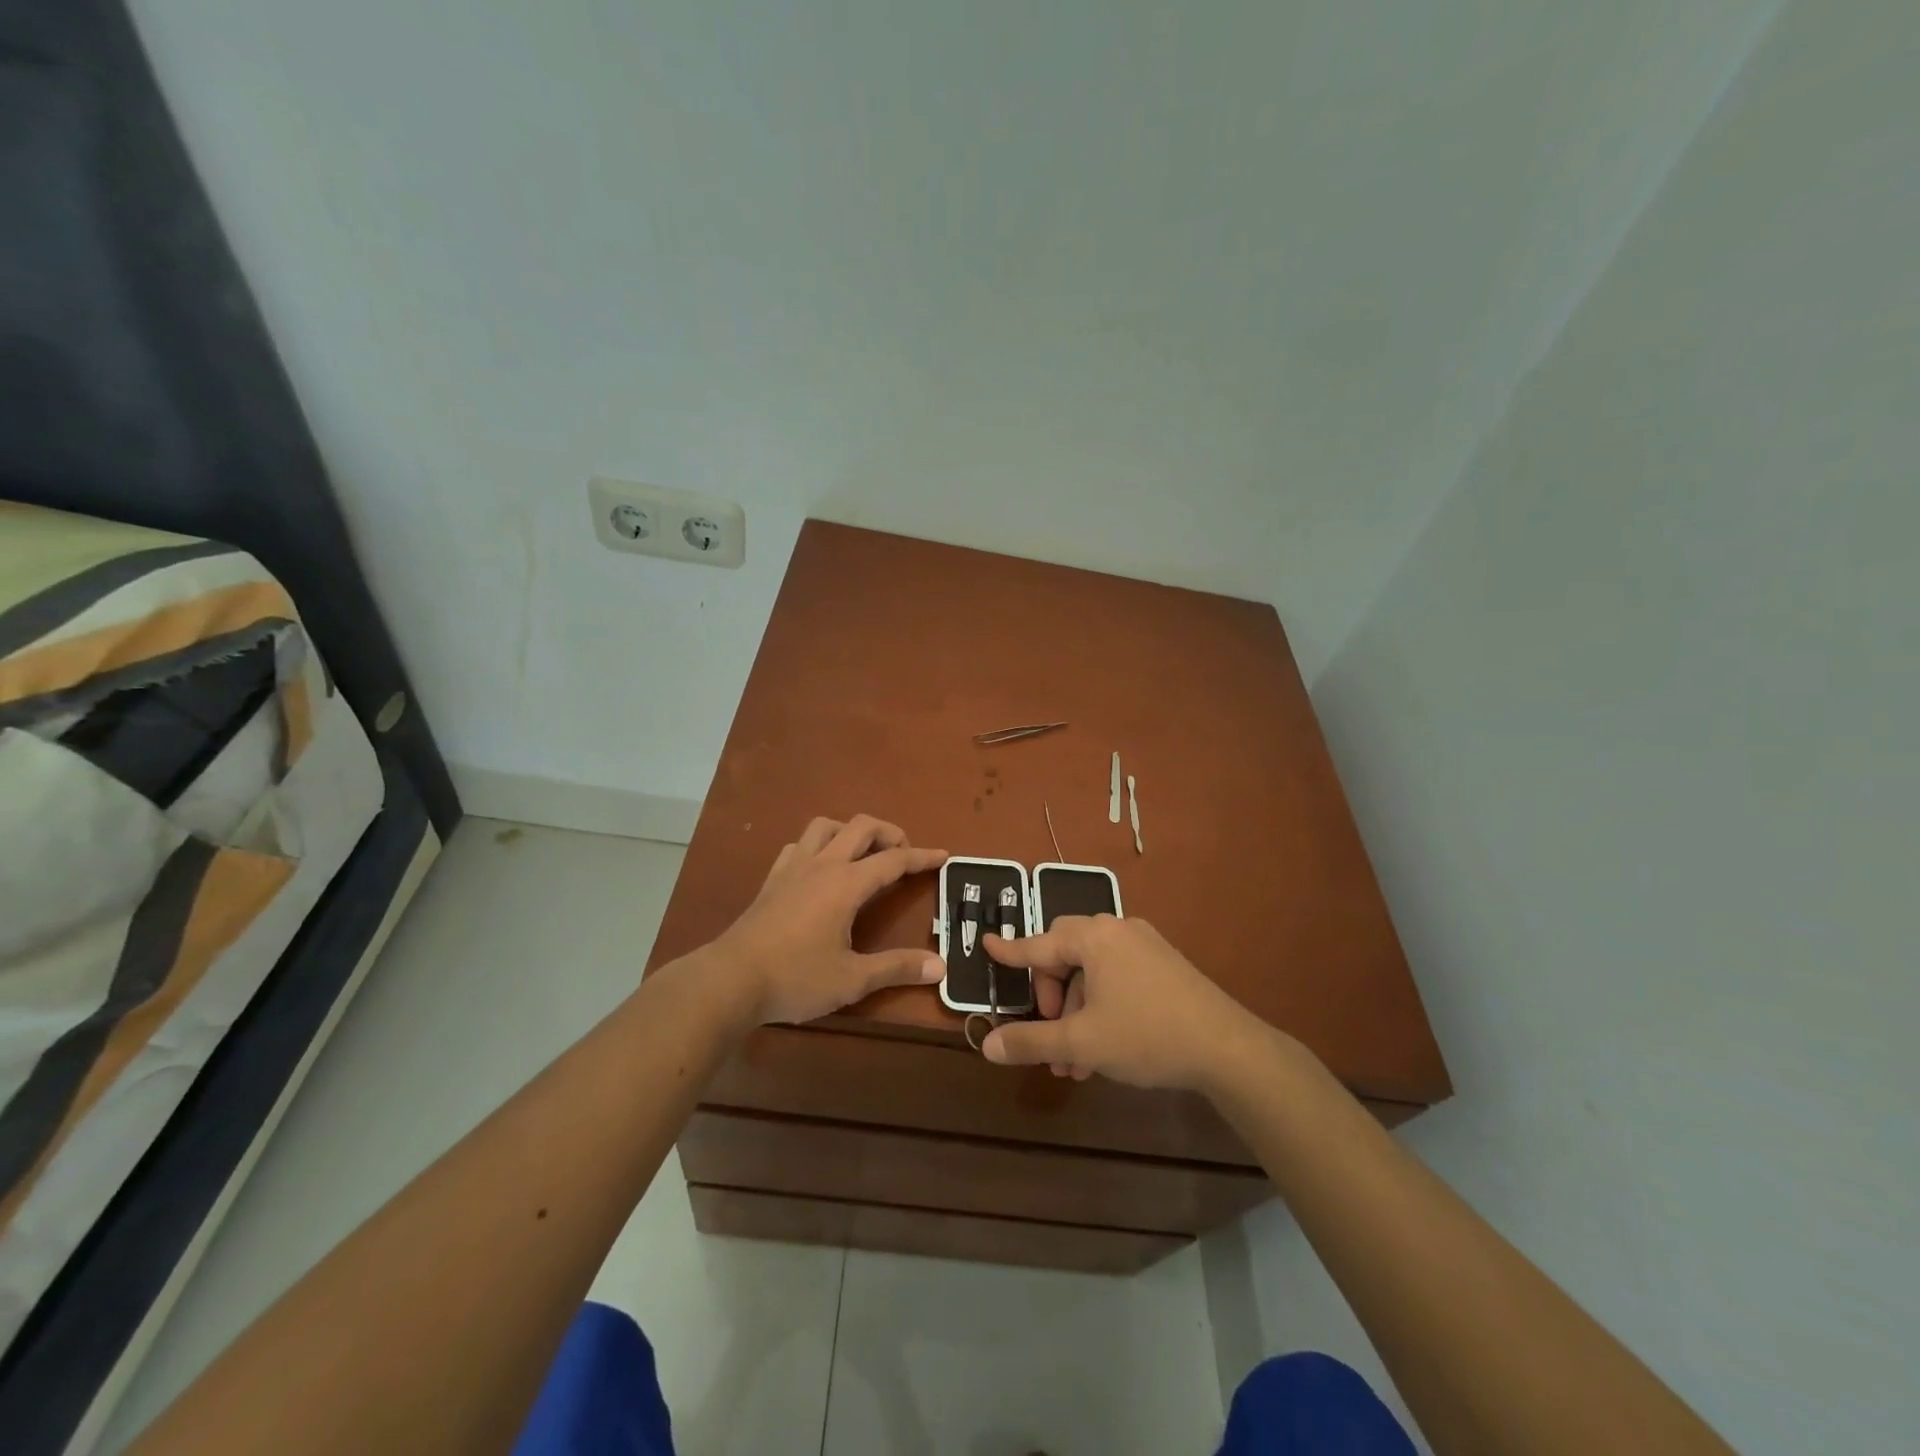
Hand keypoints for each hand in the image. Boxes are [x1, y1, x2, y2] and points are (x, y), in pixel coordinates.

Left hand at [711, 815, 945, 1025]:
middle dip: (889, 833)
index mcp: (846, 884)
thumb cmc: (795, 978)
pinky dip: (818, 846)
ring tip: (863, 854)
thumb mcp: (852, 979)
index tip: (942, 855)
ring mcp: (793, 867)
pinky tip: (820, 867)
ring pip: (826, 826)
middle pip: (861, 827)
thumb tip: (940, 967)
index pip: (893, 860)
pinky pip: (799, 845)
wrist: (730, 979)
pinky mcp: (772, 879)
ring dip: (850, 831)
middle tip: (904, 854)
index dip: (921, 857)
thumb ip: (897, 968)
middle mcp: (822, 865)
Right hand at [979, 916, 1267, 1091]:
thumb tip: (986, 1045)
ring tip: (1076, 1063)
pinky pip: (1116, 975)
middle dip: (1051, 997)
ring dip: (1076, 1011)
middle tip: (1051, 1033)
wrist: (1227, 1047)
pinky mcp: (1163, 964)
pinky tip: (1104, 1048)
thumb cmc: (1146, 1036)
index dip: (1010, 951)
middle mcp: (1116, 930)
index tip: (987, 944)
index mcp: (1093, 937)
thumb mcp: (1082, 1043)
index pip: (1038, 944)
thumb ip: (1031, 1041)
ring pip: (1092, 972)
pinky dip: (1101, 1005)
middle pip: (1064, 955)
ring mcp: (1144, 945)